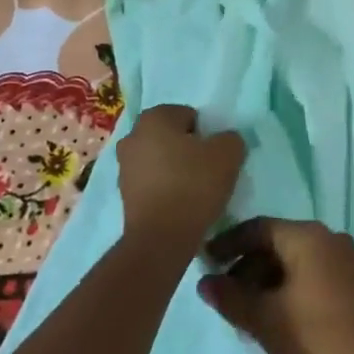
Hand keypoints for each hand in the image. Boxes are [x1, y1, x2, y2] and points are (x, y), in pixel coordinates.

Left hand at [115, 105, 245, 256]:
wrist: (161, 237)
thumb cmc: (194, 185)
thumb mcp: (228, 153)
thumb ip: (230, 138)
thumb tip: (224, 141)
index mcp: (154, 117)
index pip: (188, 115)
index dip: (205, 133)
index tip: (214, 154)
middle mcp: (132, 136)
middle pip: (170, 137)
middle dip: (187, 149)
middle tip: (207, 169)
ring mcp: (123, 166)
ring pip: (159, 159)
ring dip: (174, 169)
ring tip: (195, 190)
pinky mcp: (123, 194)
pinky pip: (151, 182)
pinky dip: (164, 188)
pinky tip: (180, 204)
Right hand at [197, 218, 353, 353]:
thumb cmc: (316, 342)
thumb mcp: (264, 320)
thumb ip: (231, 297)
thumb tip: (205, 282)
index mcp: (308, 237)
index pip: (258, 227)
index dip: (228, 243)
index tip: (204, 262)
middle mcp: (329, 239)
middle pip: (276, 242)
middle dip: (246, 266)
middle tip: (223, 296)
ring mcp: (345, 261)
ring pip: (294, 261)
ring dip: (266, 281)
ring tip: (244, 314)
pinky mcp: (353, 285)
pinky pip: (311, 274)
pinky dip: (287, 289)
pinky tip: (274, 318)